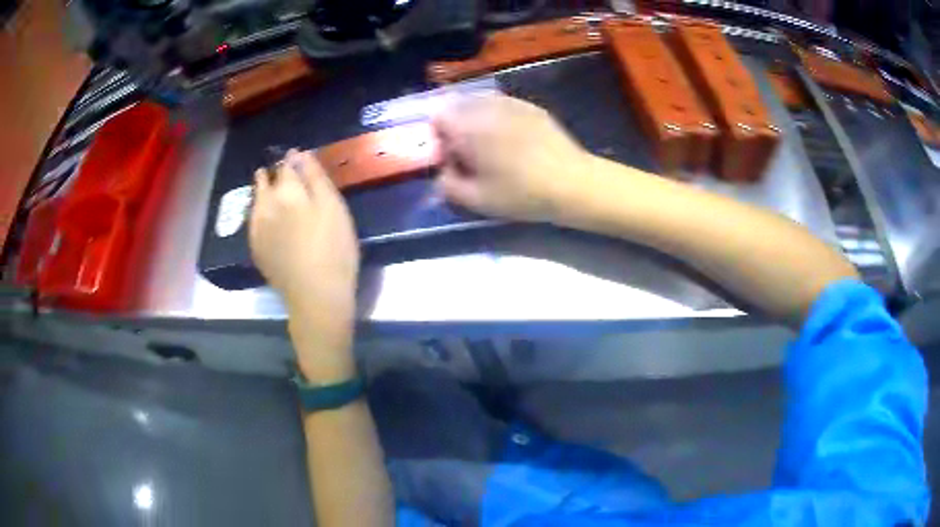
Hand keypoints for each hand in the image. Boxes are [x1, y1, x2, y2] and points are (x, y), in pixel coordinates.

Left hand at [249, 149, 358, 312]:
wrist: (315, 295)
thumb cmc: (333, 249)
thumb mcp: (333, 207)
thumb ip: (315, 177)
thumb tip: (300, 154)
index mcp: (286, 191)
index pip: (287, 165)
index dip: (294, 159)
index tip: (299, 158)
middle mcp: (265, 205)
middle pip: (266, 180)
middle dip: (274, 173)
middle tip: (284, 173)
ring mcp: (256, 227)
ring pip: (256, 199)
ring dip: (263, 190)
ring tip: (271, 189)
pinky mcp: (256, 247)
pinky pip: (253, 220)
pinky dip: (258, 211)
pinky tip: (266, 216)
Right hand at [432, 94, 591, 222]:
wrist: (572, 182)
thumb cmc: (521, 193)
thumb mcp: (476, 199)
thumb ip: (447, 184)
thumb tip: (442, 171)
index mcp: (467, 126)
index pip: (437, 116)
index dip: (437, 136)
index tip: (449, 156)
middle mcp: (486, 106)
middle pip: (457, 105)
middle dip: (456, 125)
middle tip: (468, 152)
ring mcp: (511, 102)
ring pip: (480, 102)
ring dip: (476, 119)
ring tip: (490, 145)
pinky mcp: (531, 106)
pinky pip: (502, 104)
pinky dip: (498, 116)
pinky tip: (512, 139)